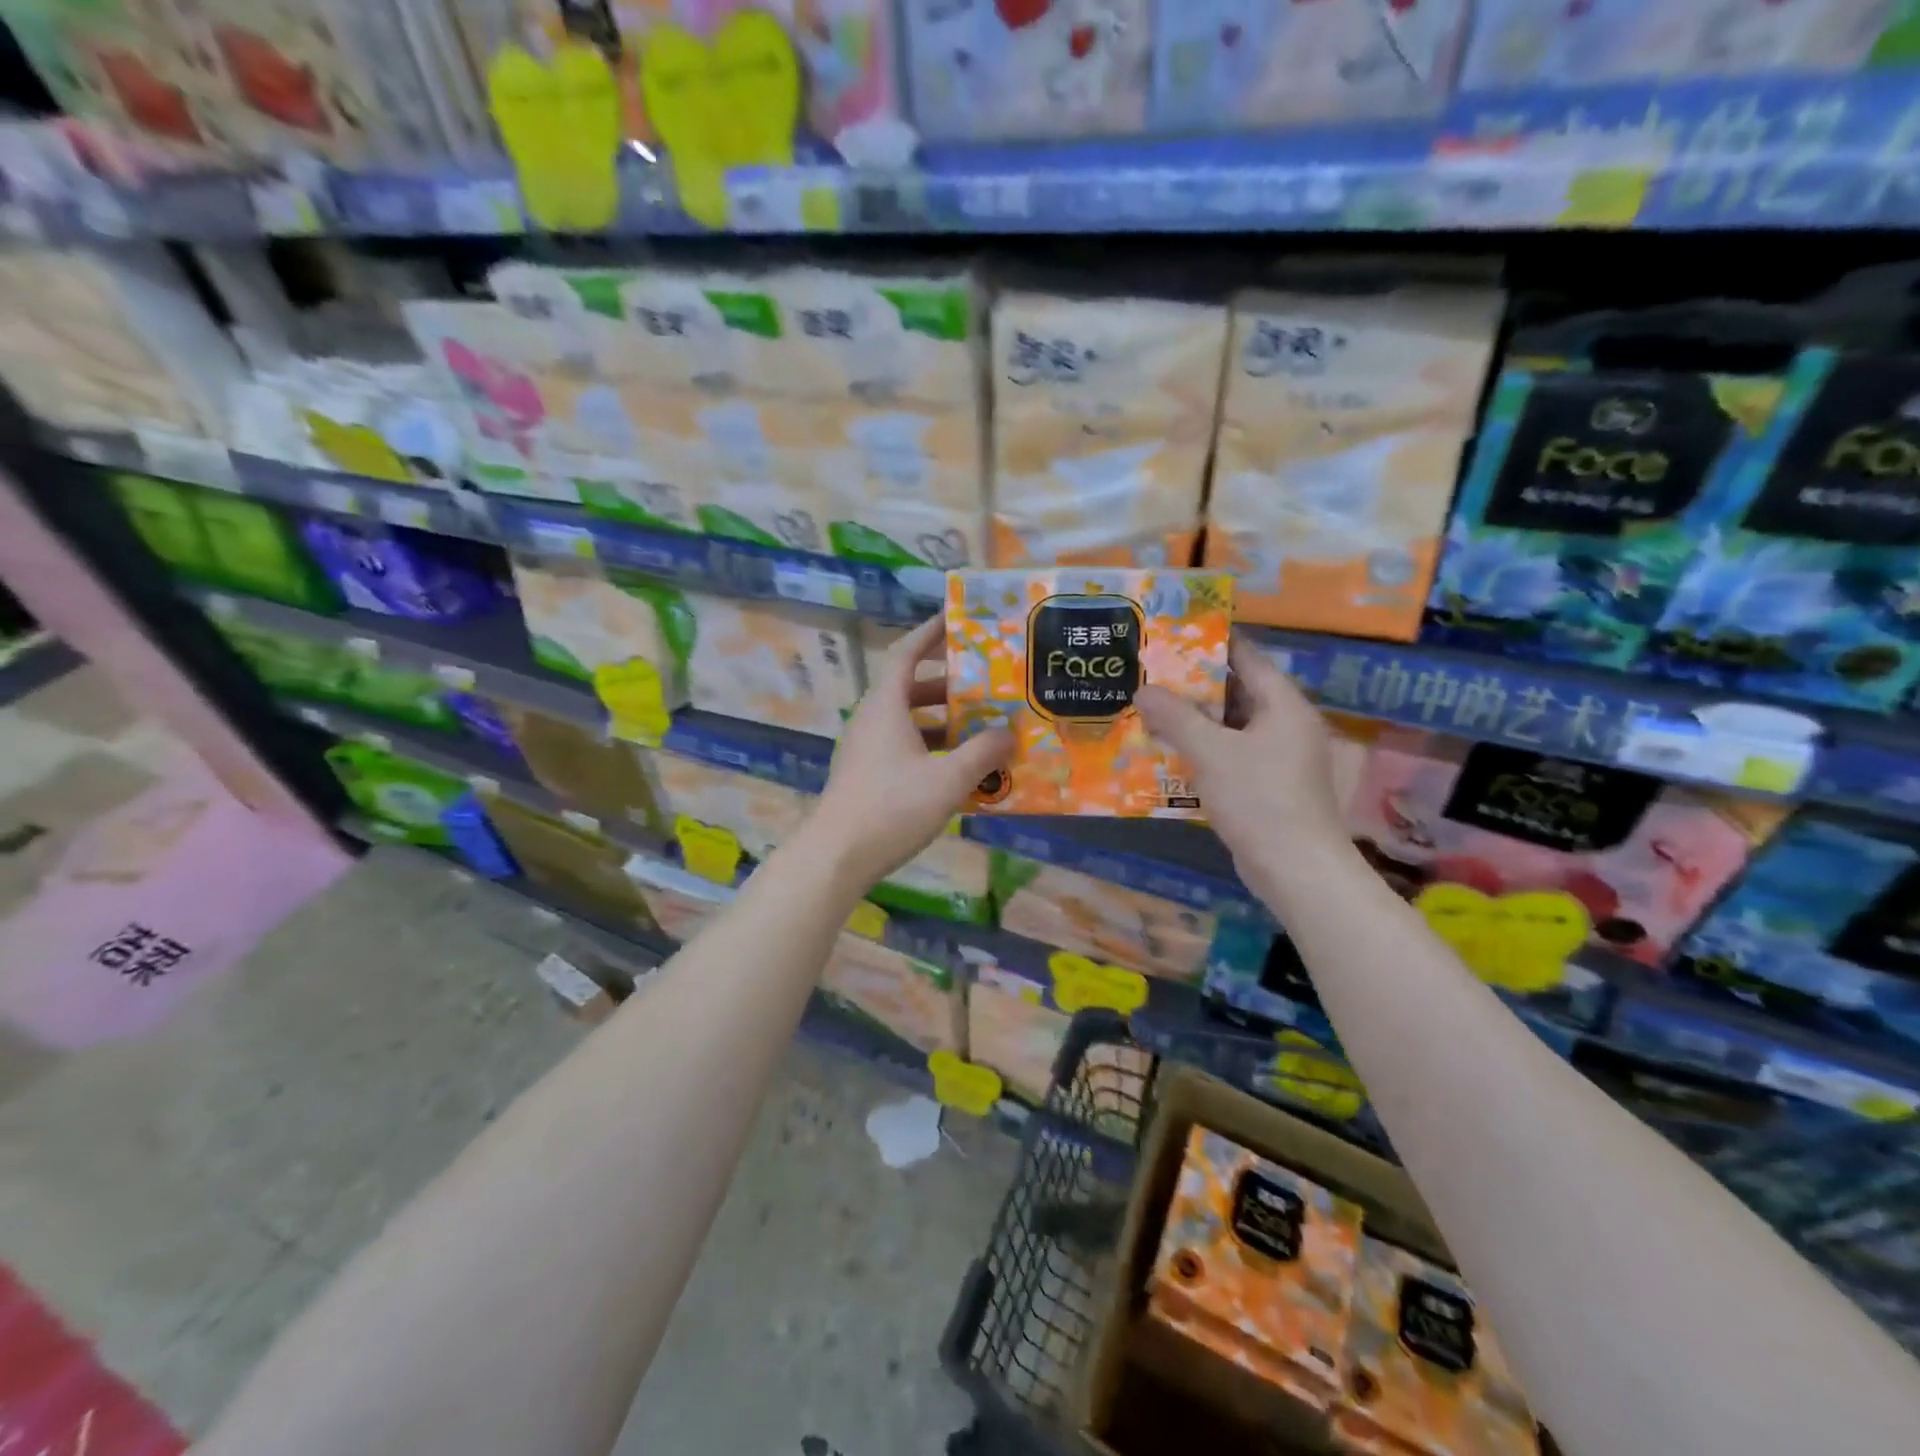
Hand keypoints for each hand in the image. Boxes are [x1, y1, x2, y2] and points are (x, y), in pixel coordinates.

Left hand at [806, 616, 1012, 892]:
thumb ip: (983, 753)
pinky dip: (932, 747)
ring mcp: (867, 748)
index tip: (957, 620)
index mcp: (885, 705)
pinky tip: (960, 768)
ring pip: (908, 720)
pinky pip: (904, 747)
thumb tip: (1009, 733)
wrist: (836, 855)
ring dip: (942, 720)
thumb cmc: (892, 807)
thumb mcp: (948, 779)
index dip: (930, 633)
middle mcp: (872, 719)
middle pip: (910, 687)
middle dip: (948, 684)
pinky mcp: (868, 774)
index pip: (906, 653)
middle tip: (986, 684)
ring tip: (981, 726)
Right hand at [1135, 635, 1348, 901]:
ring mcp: (1277, 756)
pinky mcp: (1265, 784)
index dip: (1210, 642)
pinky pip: (1230, 753)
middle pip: (1236, 691)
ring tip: (1150, 707)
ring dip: (1194, 719)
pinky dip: (1202, 748)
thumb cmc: (1259, 799)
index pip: (1246, 657)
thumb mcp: (1211, 753)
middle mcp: (1284, 724)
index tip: (1172, 633)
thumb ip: (1176, 717)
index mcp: (1283, 705)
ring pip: (1230, 725)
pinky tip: (1168, 751)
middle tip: (1150, 673)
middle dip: (1192, 684)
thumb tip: (1143, 689)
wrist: (1295, 869)